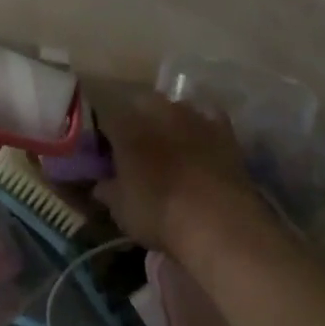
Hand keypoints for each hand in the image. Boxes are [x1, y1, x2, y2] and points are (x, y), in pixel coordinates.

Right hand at [91, 91, 264, 258]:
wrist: (219, 221)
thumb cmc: (159, 214)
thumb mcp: (121, 210)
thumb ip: (108, 191)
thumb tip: (100, 185)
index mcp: (126, 126)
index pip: (107, 118)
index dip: (105, 135)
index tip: (106, 152)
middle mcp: (158, 111)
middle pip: (141, 104)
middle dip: (138, 120)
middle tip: (138, 147)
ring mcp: (193, 116)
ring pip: (176, 107)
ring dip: (171, 121)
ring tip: (171, 146)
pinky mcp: (224, 129)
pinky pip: (209, 117)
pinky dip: (203, 126)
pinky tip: (202, 142)